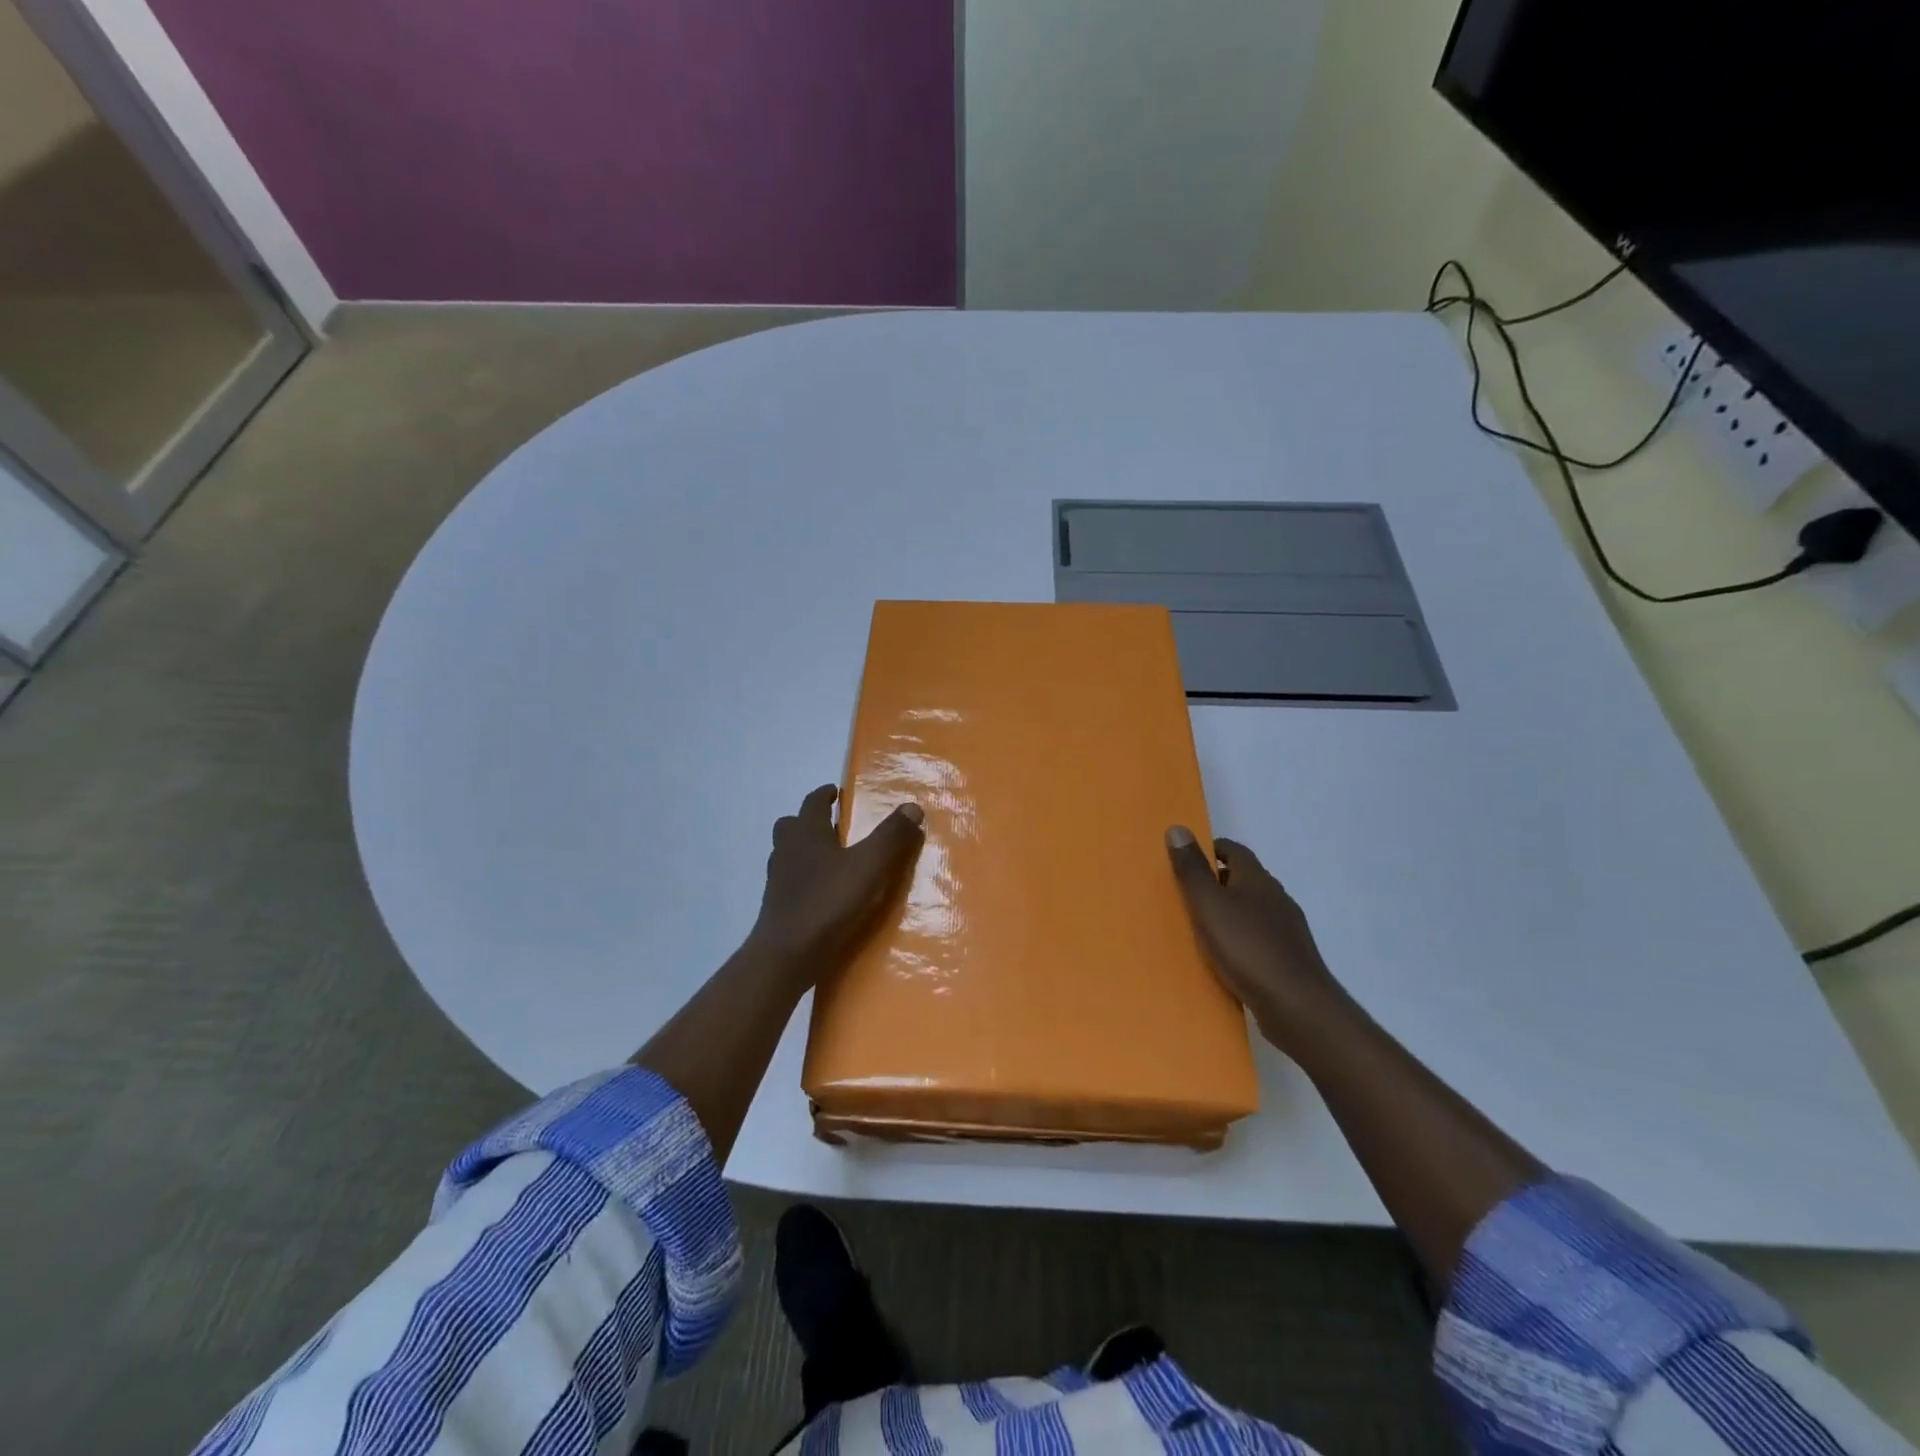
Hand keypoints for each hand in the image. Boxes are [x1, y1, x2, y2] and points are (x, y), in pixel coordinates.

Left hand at [750, 784, 924, 976]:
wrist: (787, 954)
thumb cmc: (828, 901)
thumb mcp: (869, 866)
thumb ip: (891, 836)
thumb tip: (912, 807)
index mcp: (806, 832)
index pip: (813, 802)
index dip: (825, 795)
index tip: (835, 792)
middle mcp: (787, 849)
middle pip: (792, 825)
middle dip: (810, 820)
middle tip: (833, 825)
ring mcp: (777, 879)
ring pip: (788, 853)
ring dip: (805, 850)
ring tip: (832, 860)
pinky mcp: (776, 906)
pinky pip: (790, 881)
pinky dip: (804, 879)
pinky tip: (823, 893)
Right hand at [1166, 826, 1346, 1054]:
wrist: (1297, 1005)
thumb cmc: (1247, 947)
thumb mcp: (1208, 905)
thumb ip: (1192, 870)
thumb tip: (1177, 828)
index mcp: (1257, 879)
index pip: (1234, 851)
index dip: (1210, 850)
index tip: (1186, 859)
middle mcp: (1276, 897)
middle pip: (1244, 879)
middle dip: (1216, 882)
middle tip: (1185, 894)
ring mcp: (1287, 929)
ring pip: (1252, 910)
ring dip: (1229, 913)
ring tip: (1200, 928)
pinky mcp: (1289, 958)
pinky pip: (1259, 938)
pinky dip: (1240, 940)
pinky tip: (1225, 959)